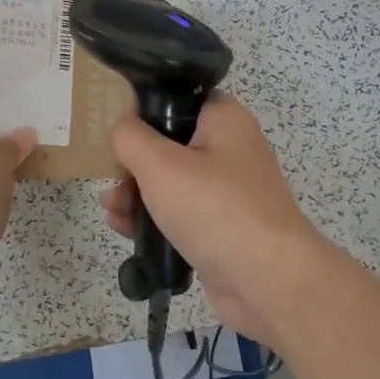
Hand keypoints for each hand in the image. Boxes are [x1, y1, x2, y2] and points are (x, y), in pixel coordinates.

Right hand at [97, 91, 331, 347]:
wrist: (268, 281)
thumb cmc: (215, 209)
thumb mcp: (161, 165)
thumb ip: (131, 138)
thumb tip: (121, 128)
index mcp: (224, 120)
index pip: (179, 98)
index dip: (144, 110)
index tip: (117, 131)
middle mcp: (229, 149)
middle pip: (170, 144)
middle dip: (134, 163)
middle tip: (112, 180)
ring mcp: (227, 192)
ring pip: (171, 182)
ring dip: (137, 194)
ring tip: (111, 210)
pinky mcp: (221, 228)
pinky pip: (180, 214)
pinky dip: (155, 219)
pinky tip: (125, 230)